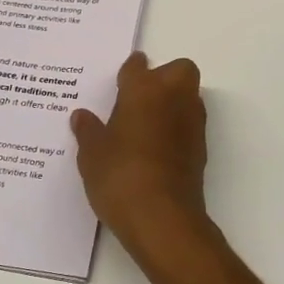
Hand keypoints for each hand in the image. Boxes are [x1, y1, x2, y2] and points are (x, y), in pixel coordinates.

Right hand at [72, 52, 209, 250]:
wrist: (162, 217)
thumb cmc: (120, 176)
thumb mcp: (92, 154)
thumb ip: (88, 131)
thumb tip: (81, 116)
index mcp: (143, 90)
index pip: (137, 66)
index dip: (129, 70)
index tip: (121, 80)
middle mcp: (173, 98)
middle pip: (179, 70)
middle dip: (164, 76)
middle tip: (138, 98)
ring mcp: (192, 123)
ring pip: (188, 96)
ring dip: (173, 102)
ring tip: (145, 124)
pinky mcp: (201, 148)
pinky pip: (189, 124)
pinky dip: (177, 128)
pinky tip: (155, 148)